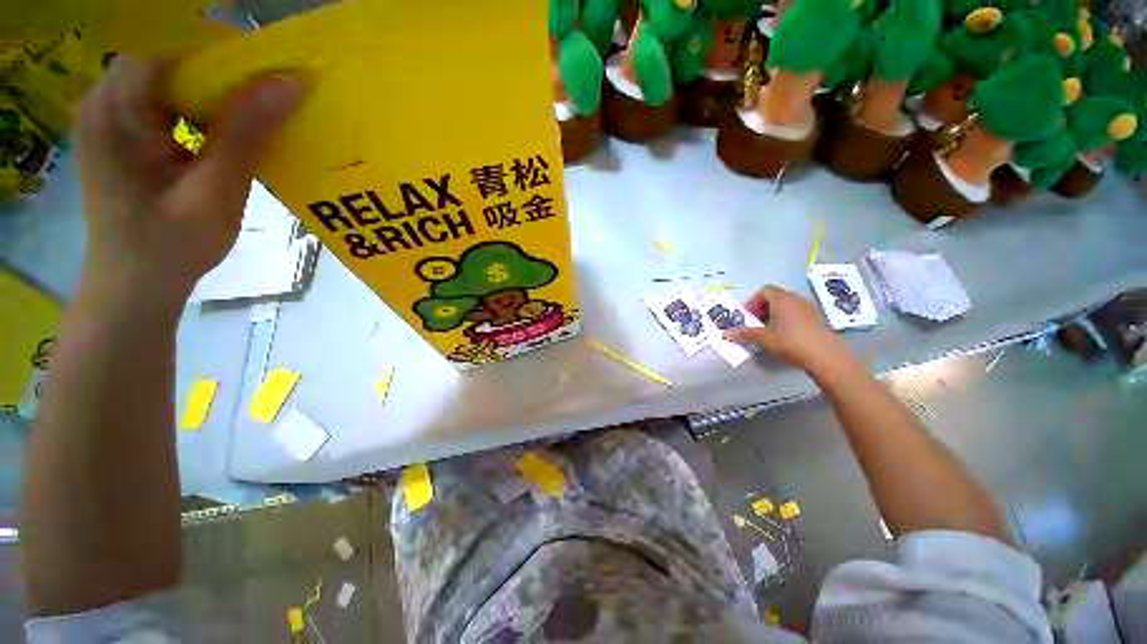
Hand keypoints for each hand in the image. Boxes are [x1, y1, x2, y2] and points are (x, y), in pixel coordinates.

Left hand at [75, 56, 306, 305]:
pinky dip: (201, 109)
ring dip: (216, 93)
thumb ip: (247, 133)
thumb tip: (289, 83)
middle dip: (224, 74)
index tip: (272, 72)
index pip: (171, 46)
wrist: (135, 286)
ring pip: (172, 79)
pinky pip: (168, 101)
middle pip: (171, 58)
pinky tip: (224, 134)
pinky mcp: (123, 131)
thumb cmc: (171, 246)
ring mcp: (112, 115)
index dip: (223, 52)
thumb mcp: (216, 192)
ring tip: (253, 118)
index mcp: (115, 109)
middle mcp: (105, 100)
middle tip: (271, 98)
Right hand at [725, 286, 849, 371]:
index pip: (764, 291)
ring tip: (770, 332)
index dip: (753, 302)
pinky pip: (797, 314)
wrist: (825, 355)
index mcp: (781, 298)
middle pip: (775, 297)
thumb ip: (744, 334)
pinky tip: (786, 337)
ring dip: (775, 315)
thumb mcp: (763, 338)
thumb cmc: (790, 341)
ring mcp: (809, 308)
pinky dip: (788, 321)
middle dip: (762, 309)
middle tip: (756, 324)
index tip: (748, 317)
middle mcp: (796, 299)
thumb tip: (726, 334)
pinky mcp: (818, 319)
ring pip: (787, 306)